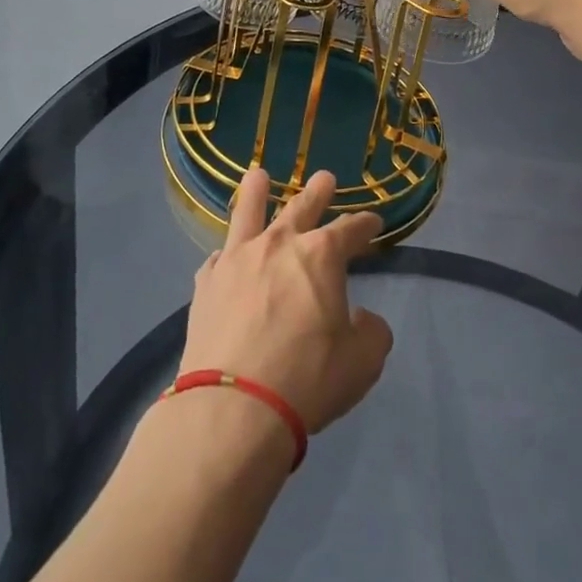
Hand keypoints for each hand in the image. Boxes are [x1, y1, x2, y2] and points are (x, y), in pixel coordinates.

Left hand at [181, 169, 393, 433]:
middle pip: (301, 208)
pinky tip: (224, 254)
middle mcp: (278, 244)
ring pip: (248, 214)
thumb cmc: (308, 378)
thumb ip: (370, 332)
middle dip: (317, 192)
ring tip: (257, 175)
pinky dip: (227, 253)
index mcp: (321, 255)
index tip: (374, 222)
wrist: (234, 406)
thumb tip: (360, 319)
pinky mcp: (207, 283)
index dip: (365, 224)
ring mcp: (237, 259)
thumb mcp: (362, 361)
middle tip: (324, 177)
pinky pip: (219, 257)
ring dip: (255, 193)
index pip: (350, 230)